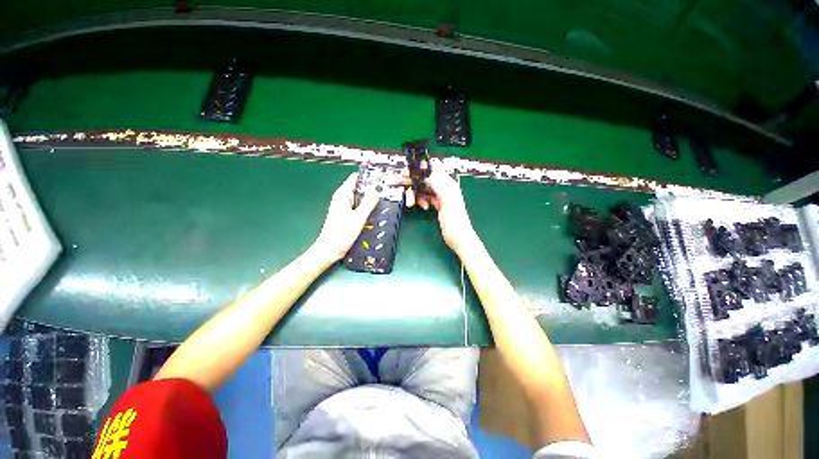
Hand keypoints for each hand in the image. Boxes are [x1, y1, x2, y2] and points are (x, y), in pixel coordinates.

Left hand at [314, 173, 378, 262]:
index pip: (354, 179)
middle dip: (370, 188)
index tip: (379, 177)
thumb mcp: (358, 217)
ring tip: (382, 199)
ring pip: (359, 199)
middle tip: (385, 190)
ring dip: (369, 199)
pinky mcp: (346, 217)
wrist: (330, 250)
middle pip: (358, 188)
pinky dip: (366, 208)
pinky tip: (374, 211)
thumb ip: (368, 203)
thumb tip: (376, 191)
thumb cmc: (341, 233)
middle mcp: (342, 200)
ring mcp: (344, 208)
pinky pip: (358, 208)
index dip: (366, 177)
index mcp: (342, 195)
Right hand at [402, 160, 478, 254]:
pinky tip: (422, 207)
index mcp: (448, 183)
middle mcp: (444, 188)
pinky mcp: (437, 205)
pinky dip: (421, 201)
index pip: (431, 170)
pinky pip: (425, 198)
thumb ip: (437, 182)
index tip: (406, 172)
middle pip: (425, 179)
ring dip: (415, 194)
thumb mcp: (447, 198)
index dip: (418, 169)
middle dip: (412, 181)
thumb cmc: (455, 219)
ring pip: (423, 190)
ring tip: (410, 203)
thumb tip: (426, 170)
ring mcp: (440, 197)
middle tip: (398, 182)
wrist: (458, 238)